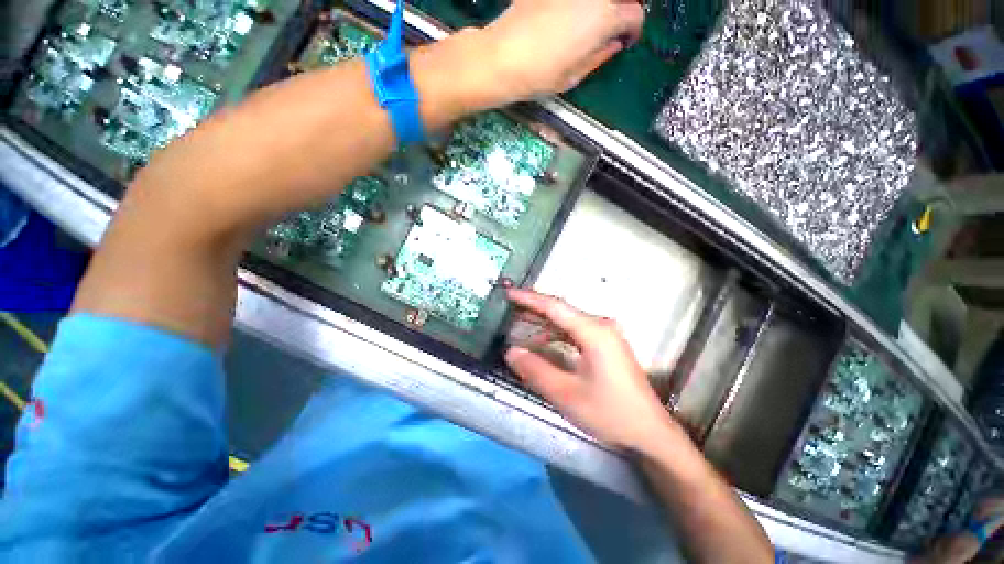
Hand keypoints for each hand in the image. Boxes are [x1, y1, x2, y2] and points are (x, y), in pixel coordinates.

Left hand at [481, 0, 644, 101]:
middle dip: (620, 11)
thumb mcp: (575, 75)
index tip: (624, 41)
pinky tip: (563, 15)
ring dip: (598, 6)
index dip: (633, 30)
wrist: (503, 56)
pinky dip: (575, 4)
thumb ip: (601, 56)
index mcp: (605, 16)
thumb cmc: (541, 74)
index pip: (635, 14)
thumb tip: (614, 44)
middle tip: (609, 28)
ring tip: (587, 21)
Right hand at [504, 289, 679, 451]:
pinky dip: (557, 335)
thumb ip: (535, 370)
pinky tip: (544, 343)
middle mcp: (601, 326)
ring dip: (544, 324)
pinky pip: (576, 333)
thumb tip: (511, 351)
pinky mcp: (607, 346)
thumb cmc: (610, 413)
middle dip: (534, 309)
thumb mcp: (566, 394)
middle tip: (510, 309)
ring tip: (521, 326)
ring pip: (568, 322)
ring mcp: (606, 335)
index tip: (509, 294)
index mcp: (593, 332)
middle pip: (562, 311)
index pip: (555, 307)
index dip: (529, 299)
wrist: (650, 432)